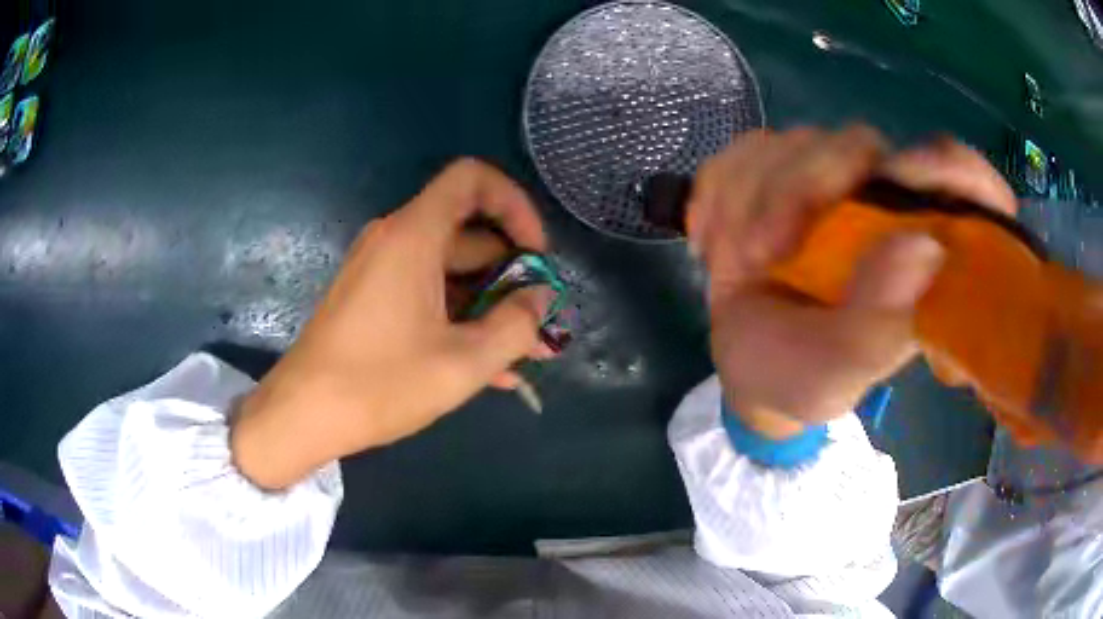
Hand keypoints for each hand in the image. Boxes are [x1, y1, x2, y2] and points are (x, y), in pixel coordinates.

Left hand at [232, 159, 553, 488]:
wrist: (302, 415)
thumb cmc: (379, 385)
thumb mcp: (463, 363)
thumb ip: (516, 325)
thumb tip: (539, 298)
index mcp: (414, 236)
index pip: (472, 178)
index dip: (514, 204)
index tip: (535, 254)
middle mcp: (395, 240)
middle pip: (468, 232)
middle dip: (511, 274)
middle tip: (540, 322)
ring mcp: (382, 270)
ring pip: (451, 271)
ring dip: (490, 306)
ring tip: (525, 353)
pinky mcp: (373, 299)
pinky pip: (428, 294)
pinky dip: (460, 319)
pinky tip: (490, 367)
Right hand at [689, 127, 1016, 437]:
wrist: (748, 368)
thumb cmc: (803, 378)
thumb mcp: (837, 373)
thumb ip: (878, 324)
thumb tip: (924, 247)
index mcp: (920, 250)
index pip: (960, 179)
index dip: (946, 165)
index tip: (905, 178)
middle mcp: (882, 203)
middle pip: (855, 144)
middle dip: (798, 189)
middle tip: (761, 253)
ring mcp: (828, 181)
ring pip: (790, 143)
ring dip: (747, 200)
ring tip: (732, 262)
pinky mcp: (778, 172)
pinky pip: (741, 152)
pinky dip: (717, 195)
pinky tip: (716, 242)